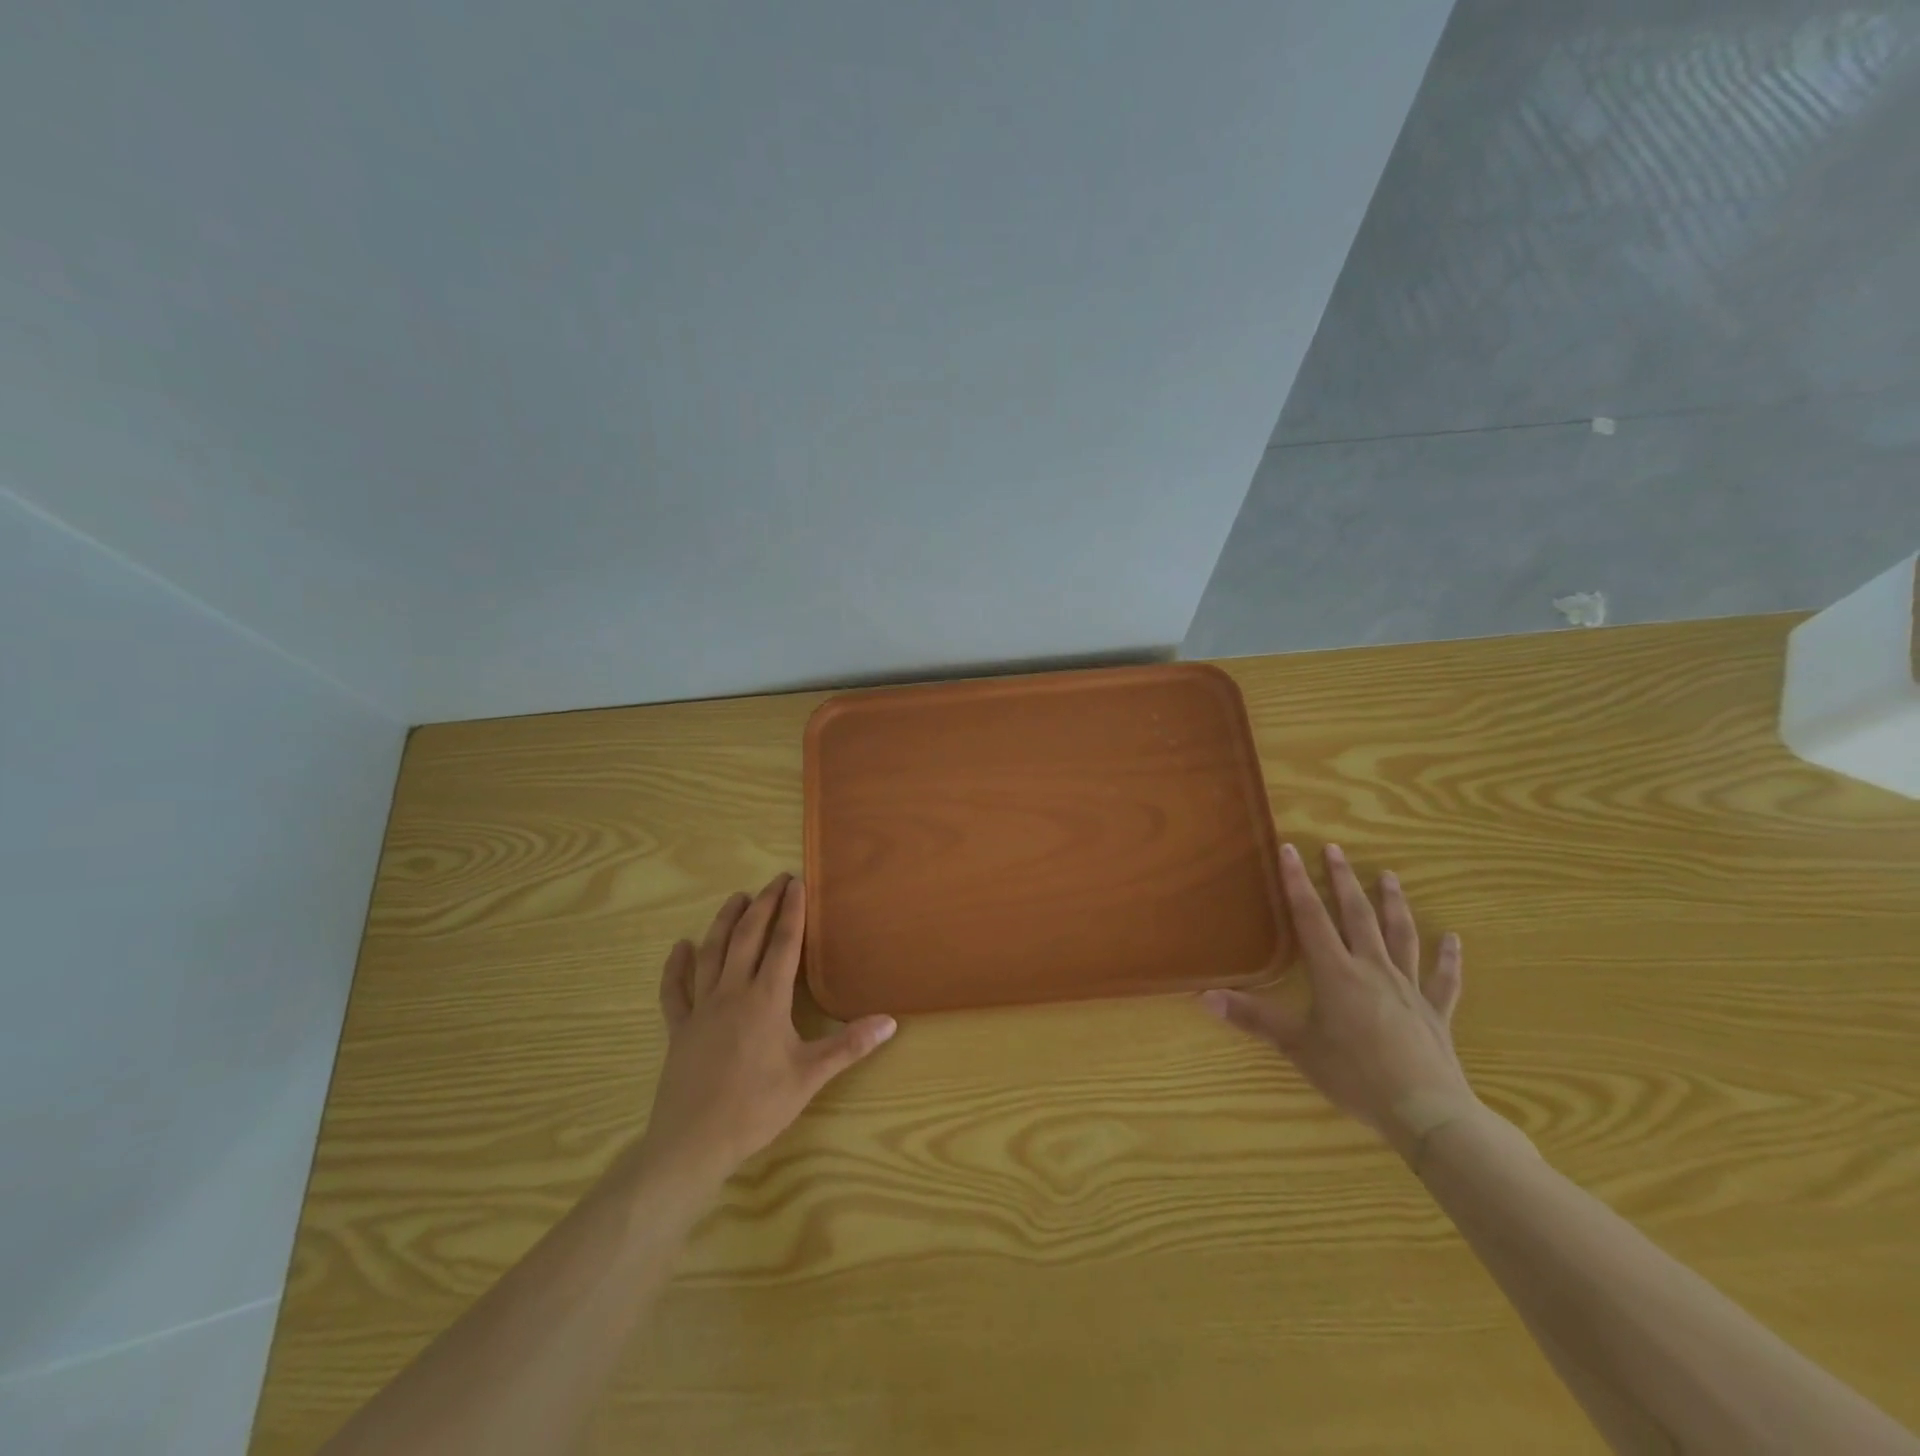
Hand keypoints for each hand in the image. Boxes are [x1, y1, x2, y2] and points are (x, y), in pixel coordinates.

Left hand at [637, 874, 896, 1186]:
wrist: (693, 1143)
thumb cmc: (756, 1107)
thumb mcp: (810, 1077)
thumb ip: (849, 1045)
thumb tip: (890, 1022)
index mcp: (766, 1000)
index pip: (783, 944)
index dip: (792, 911)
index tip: (797, 883)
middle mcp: (732, 992)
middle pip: (748, 937)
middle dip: (763, 905)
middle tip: (775, 880)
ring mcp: (701, 1008)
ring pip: (712, 953)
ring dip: (724, 922)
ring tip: (737, 898)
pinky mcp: (679, 1028)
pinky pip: (675, 990)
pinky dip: (676, 966)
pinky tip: (680, 947)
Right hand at [1202, 843, 1479, 1160]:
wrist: (1426, 1112)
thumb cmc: (1354, 1076)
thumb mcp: (1297, 1046)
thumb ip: (1253, 1018)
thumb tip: (1204, 996)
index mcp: (1336, 973)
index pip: (1311, 918)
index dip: (1297, 883)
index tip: (1290, 849)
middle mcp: (1372, 969)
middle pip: (1357, 915)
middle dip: (1344, 880)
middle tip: (1336, 849)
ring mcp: (1409, 988)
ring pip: (1401, 936)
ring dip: (1393, 904)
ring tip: (1389, 876)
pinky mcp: (1436, 1012)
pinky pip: (1444, 979)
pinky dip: (1448, 958)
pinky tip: (1454, 940)